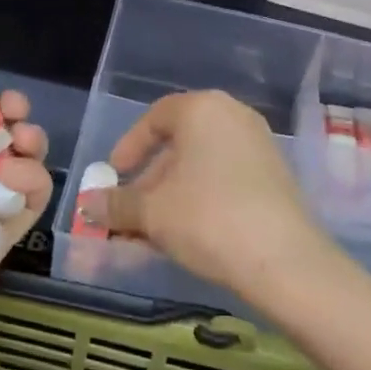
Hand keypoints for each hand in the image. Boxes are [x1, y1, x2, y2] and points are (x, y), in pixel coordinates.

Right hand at [101, 91, 324, 301]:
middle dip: (149, 180)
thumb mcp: (151, 212)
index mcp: (203, 109)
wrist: (283, 259)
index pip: (155, 117)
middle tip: (130, 213)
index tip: (113, 177)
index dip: (129, 147)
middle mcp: (234, 116)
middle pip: (179, 143)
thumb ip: (115, 204)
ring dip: (172, 195)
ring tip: (153, 232)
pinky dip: (200, 199)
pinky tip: (187, 235)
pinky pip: (225, 178)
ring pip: (202, 165)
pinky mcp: (275, 175)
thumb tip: (87, 205)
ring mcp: (259, 145)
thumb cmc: (207, 219)